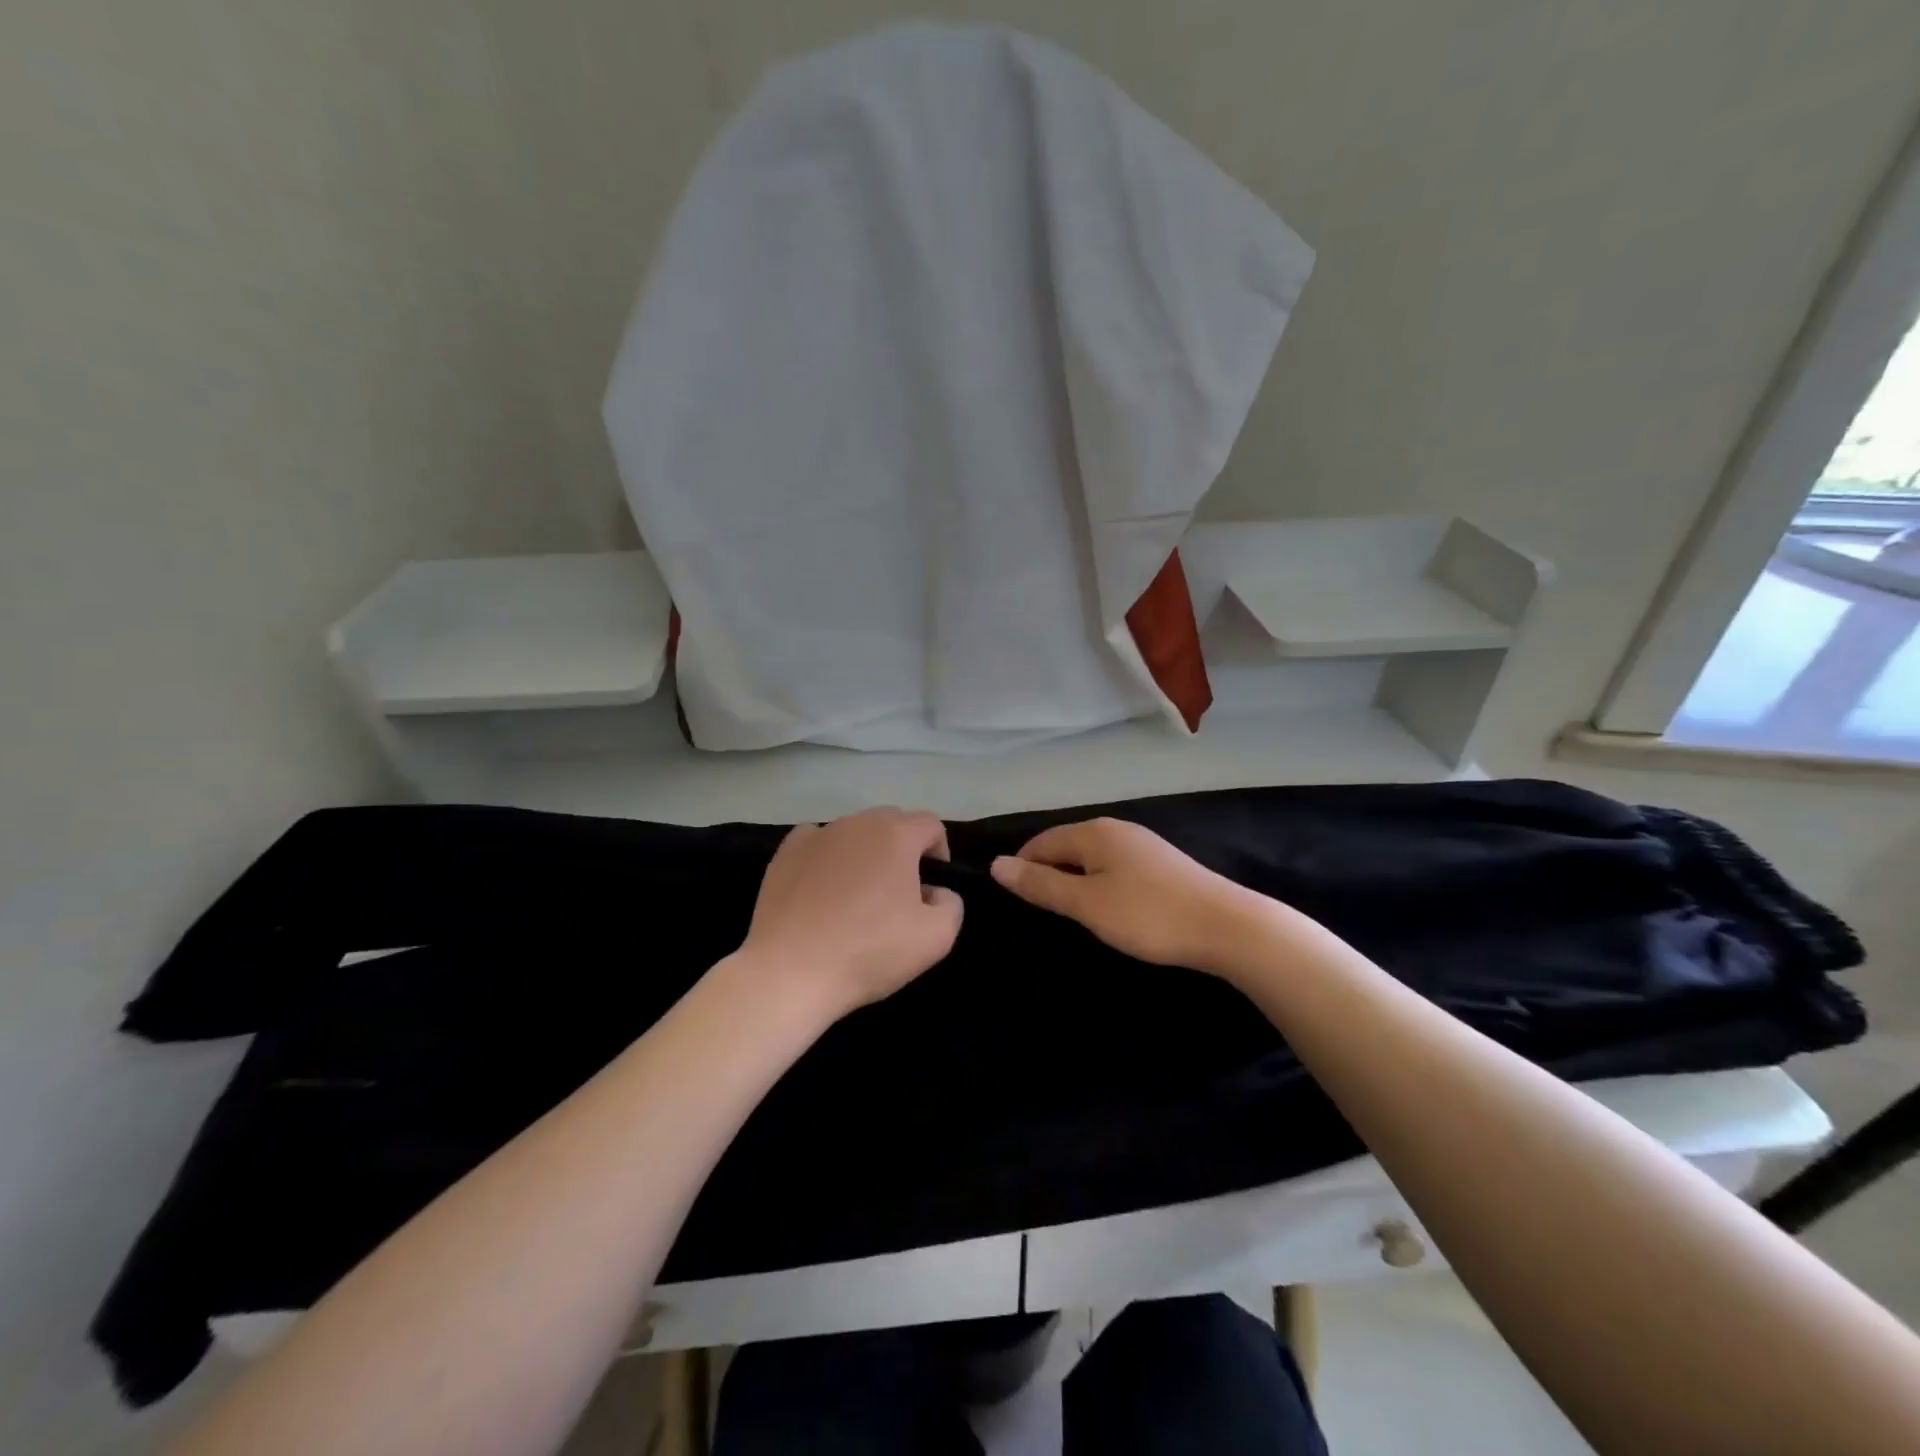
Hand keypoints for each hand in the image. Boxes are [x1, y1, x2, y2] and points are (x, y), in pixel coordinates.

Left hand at [741, 807, 963, 1019]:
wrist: (791, 972)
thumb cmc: (869, 952)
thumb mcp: (936, 938)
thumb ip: (951, 905)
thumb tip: (935, 892)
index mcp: (897, 835)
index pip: (930, 825)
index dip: (938, 852)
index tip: (931, 887)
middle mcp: (857, 824)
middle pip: (892, 822)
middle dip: (903, 849)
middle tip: (898, 892)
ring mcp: (818, 834)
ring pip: (854, 832)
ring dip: (865, 854)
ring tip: (857, 896)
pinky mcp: (786, 852)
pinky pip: (817, 841)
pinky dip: (827, 857)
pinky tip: (822, 889)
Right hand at [990, 817, 1283, 974]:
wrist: (1226, 926)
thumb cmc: (1148, 915)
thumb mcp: (1086, 903)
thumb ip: (1041, 885)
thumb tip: (997, 864)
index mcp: (1094, 833)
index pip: (1041, 842)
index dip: (1022, 868)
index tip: (1014, 902)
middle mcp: (1116, 829)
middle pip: (1066, 846)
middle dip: (1048, 874)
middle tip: (1041, 913)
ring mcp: (1141, 845)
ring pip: (1091, 857)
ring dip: (1074, 881)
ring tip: (1070, 913)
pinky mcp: (1160, 864)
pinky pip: (1113, 866)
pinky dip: (1099, 884)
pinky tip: (1107, 908)